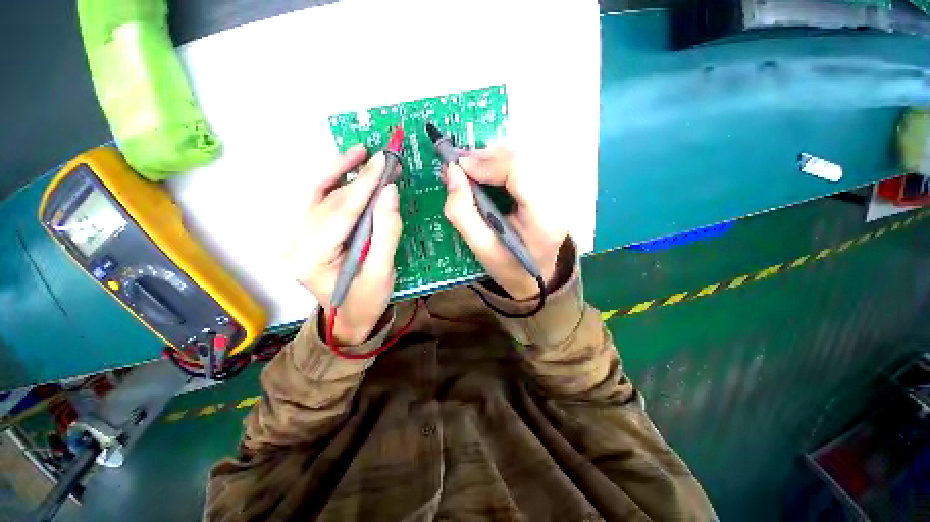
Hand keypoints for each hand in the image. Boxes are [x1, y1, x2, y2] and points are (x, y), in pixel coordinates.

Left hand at [286, 145, 401, 344]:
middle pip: (326, 200)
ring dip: (339, 173)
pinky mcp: (304, 235)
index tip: (382, 162)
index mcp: (311, 259)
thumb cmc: (367, 300)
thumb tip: (390, 192)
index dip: (363, 185)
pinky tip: (347, 171)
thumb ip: (386, 231)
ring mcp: (295, 239)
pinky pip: (318, 203)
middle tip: (377, 156)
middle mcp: (294, 244)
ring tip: (361, 154)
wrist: (349, 319)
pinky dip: (334, 184)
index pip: (339, 212)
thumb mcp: (382, 271)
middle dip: (353, 176)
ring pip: (317, 196)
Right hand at [443, 148, 566, 299]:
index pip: (519, 171)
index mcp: (543, 217)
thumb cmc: (509, 268)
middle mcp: (556, 199)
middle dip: (486, 158)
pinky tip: (485, 174)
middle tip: (459, 167)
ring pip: (522, 158)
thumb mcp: (481, 248)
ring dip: (491, 160)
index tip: (458, 167)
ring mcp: (557, 192)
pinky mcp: (550, 189)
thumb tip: (451, 173)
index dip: (487, 163)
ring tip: (469, 170)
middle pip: (522, 159)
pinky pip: (523, 167)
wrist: (537, 278)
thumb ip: (462, 212)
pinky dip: (500, 166)